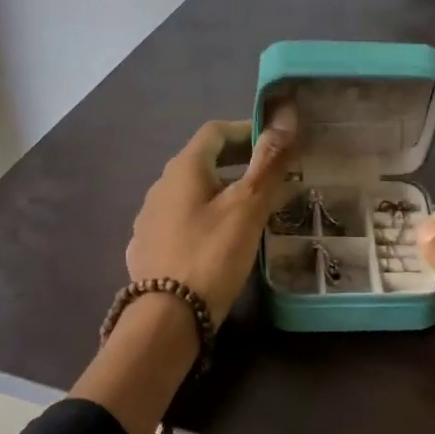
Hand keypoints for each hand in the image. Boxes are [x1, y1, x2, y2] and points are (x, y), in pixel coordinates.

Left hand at [125, 111, 296, 322]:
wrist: (168, 316)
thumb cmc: (212, 254)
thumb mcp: (248, 207)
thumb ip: (268, 163)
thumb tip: (286, 117)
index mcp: (184, 168)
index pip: (215, 131)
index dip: (246, 130)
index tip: (276, 145)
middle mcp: (160, 186)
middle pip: (202, 161)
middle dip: (237, 163)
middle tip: (270, 178)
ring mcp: (150, 218)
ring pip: (191, 193)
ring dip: (221, 192)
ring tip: (250, 212)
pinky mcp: (148, 247)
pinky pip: (181, 221)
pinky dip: (204, 219)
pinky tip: (218, 241)